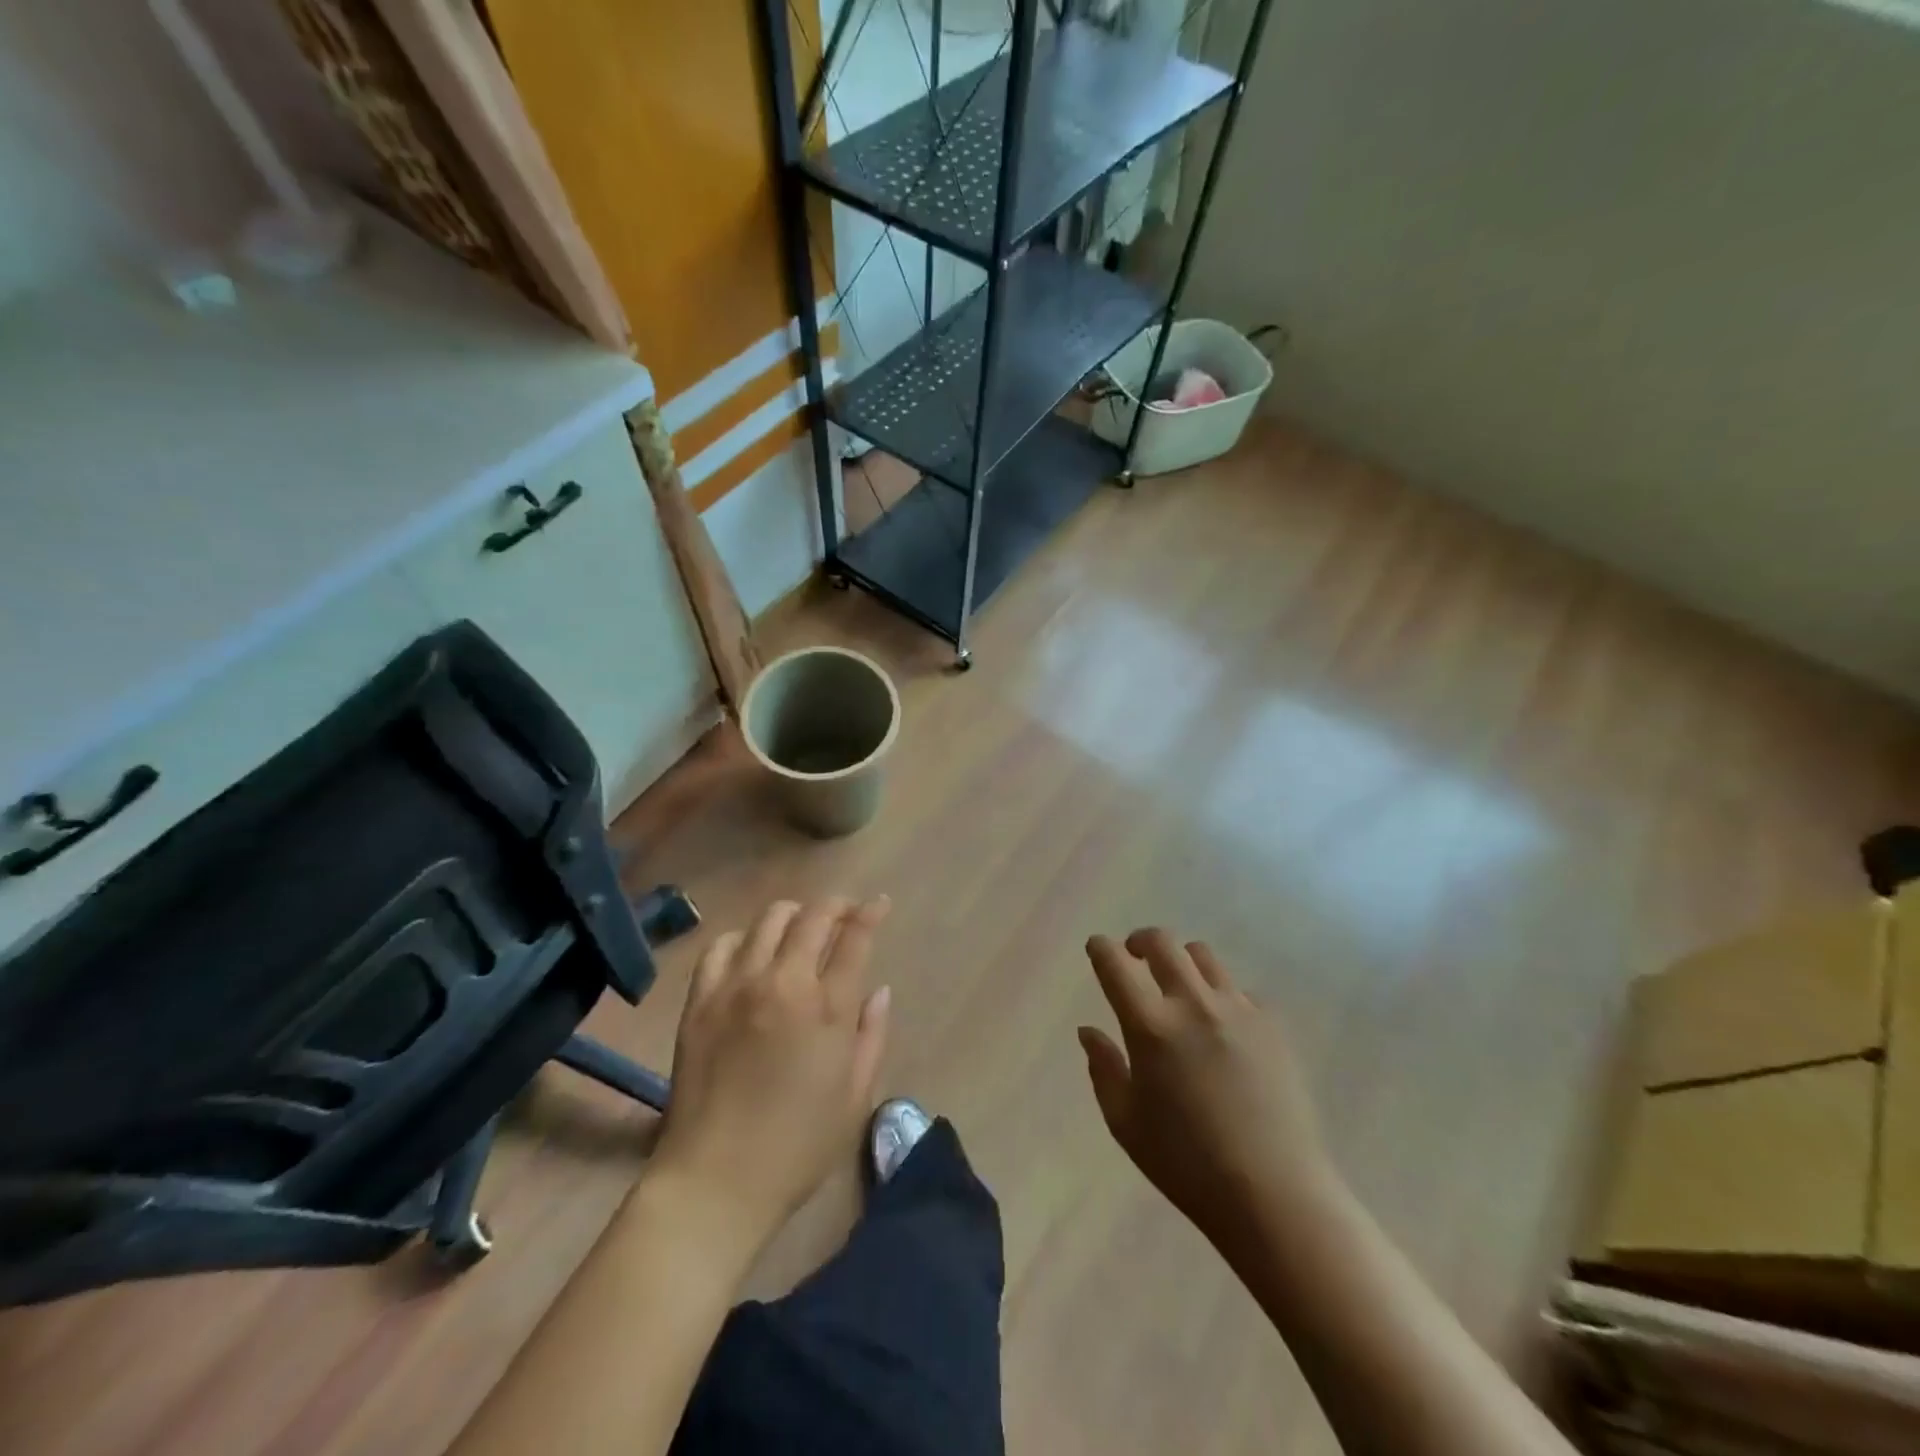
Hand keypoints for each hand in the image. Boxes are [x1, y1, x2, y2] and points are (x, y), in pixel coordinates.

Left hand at [647, 896, 892, 1256]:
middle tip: (847, 913)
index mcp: (827, 1007)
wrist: (713, 1181)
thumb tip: (878, 991)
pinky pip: (722, 945)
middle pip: (814, 916)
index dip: (871, 913)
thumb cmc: (797, 1147)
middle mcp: (782, 982)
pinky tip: (753, 954)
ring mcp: (736, 986)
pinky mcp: (700, 999)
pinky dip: (744, 939)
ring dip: (794, 915)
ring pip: (769, 920)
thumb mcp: (855, 1097)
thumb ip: (871, 1035)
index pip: (855, 937)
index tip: (879, 905)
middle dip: (837, 905)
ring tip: (802, 930)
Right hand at [1080, 929, 1335, 1249]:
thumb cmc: (1186, 1163)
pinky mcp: (1272, 1025)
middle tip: (1134, 955)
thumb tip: (1089, 1031)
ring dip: (1181, 961)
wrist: (1274, 1193)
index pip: (1116, 965)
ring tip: (1179, 986)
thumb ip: (1103, 1069)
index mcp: (1151, 1026)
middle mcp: (1193, 1004)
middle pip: (1162, 942)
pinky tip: (1222, 1026)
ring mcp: (1237, 1010)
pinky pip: (1239, 990)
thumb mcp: (1125, 1123)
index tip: (1097, 948)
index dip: (1101, 949)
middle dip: (1141, 941)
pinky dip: (1221, 995)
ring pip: (1203, 956)